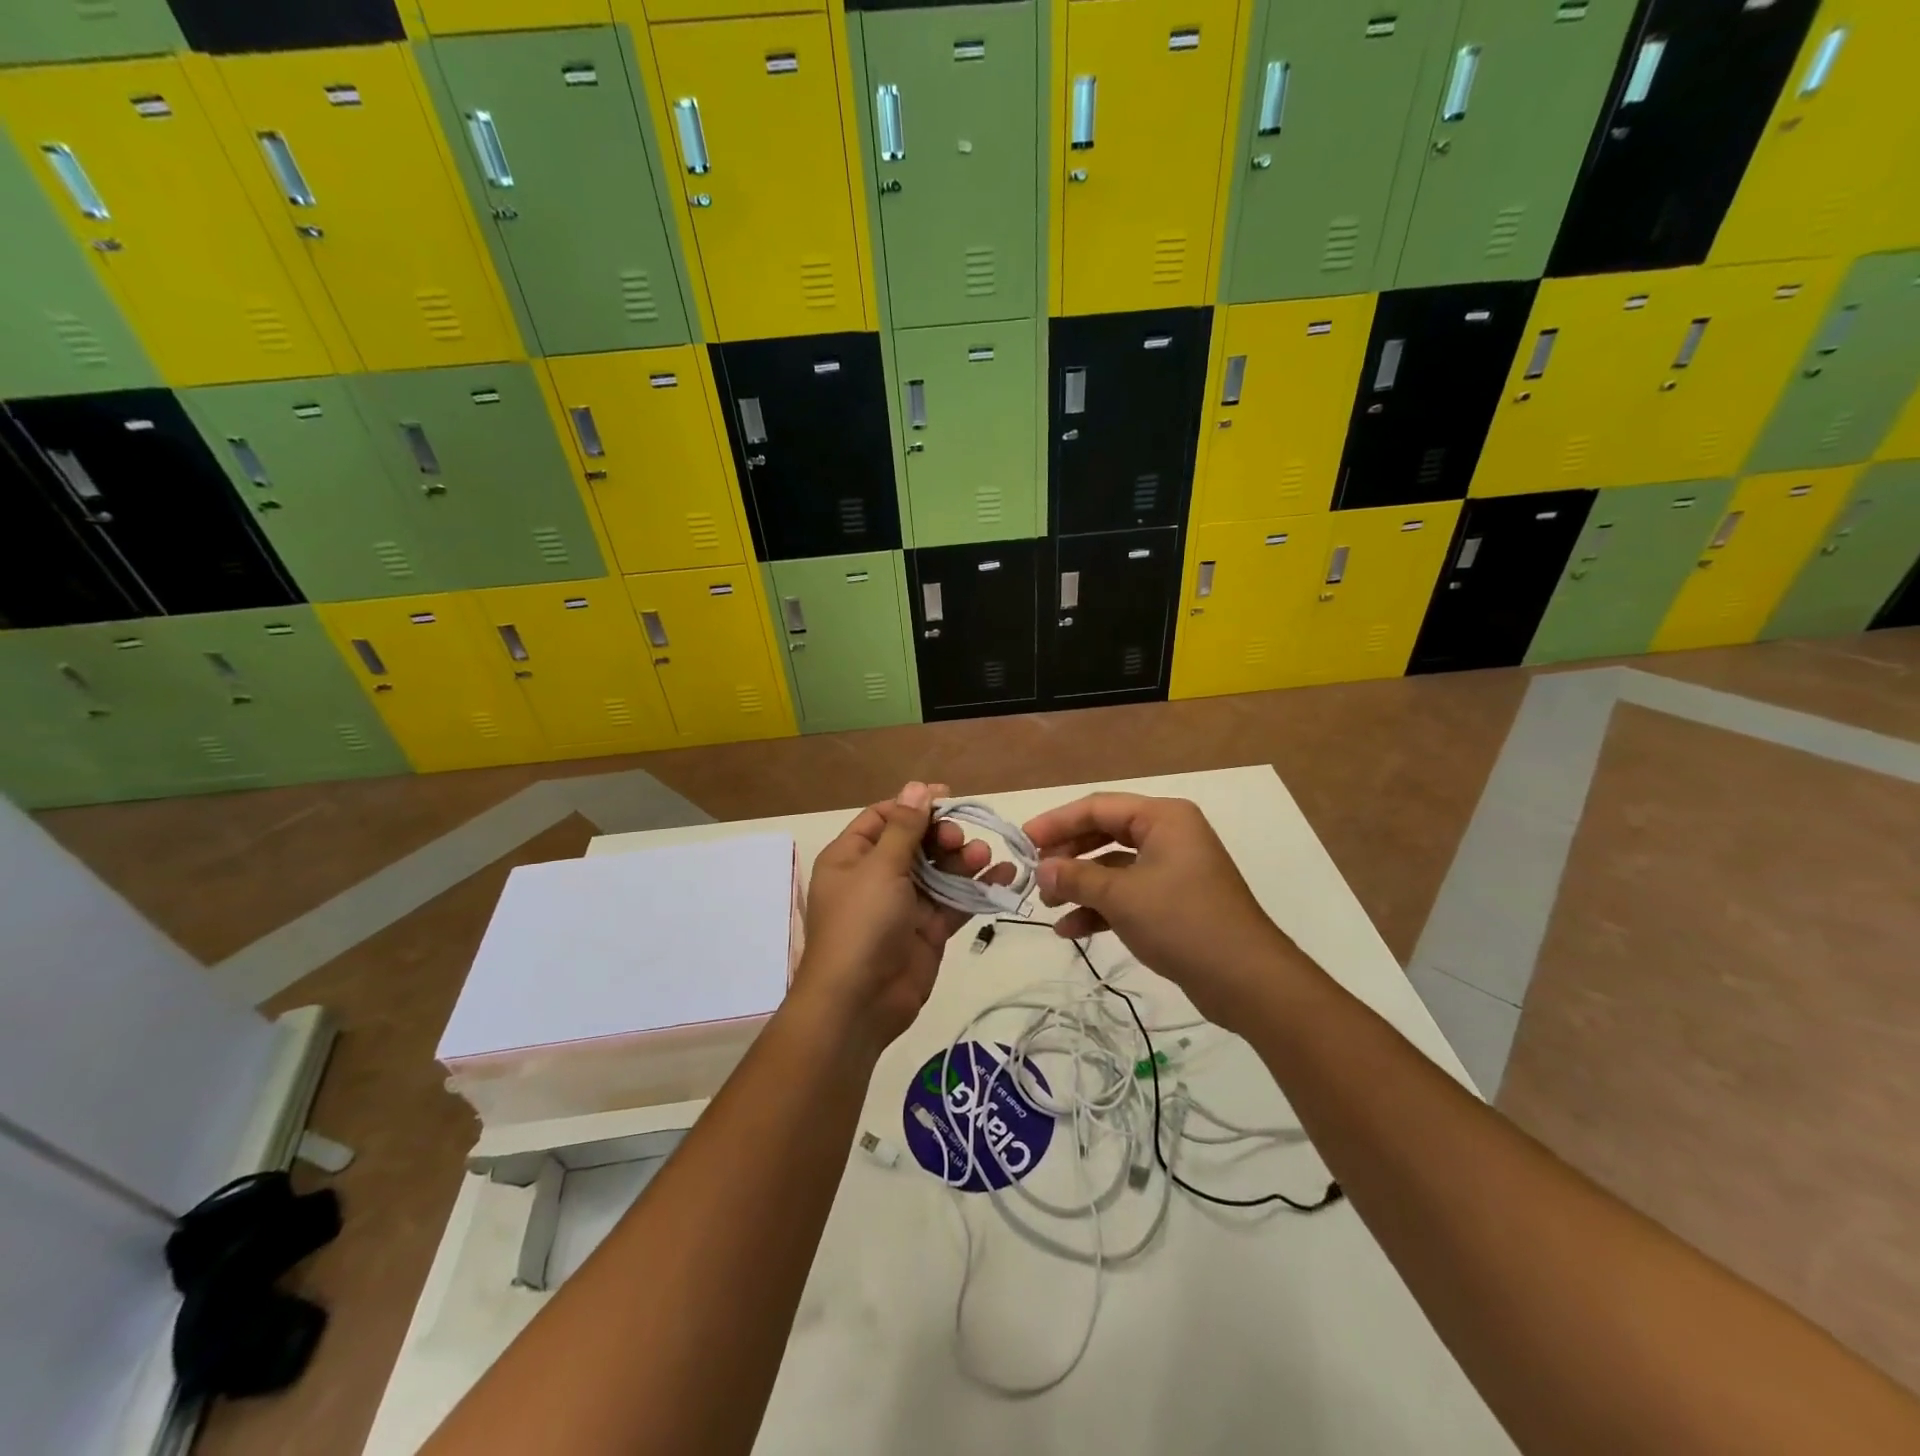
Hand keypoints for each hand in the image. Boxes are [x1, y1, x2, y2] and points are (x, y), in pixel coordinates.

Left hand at [795, 781, 1013, 1058]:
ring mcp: (904, 904)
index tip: (947, 797)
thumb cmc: (861, 924)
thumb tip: (916, 787)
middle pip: (916, 842)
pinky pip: (955, 900)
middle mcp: (876, 876)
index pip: (884, 817)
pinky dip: (977, 887)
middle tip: (958, 839)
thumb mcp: (880, 868)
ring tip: (983, 855)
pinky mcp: (928, 929)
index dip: (914, 805)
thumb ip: (904, 827)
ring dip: (963, 859)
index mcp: (852, 857)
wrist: (859, 1003)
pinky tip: (1004, 874)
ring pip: (939, 870)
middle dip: (942, 835)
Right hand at [1022, 793, 1314, 1026]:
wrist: (1246, 980)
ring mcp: (1172, 870)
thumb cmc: (1182, 922)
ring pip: (1113, 866)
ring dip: (1079, 884)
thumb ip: (1076, 877)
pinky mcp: (1172, 902)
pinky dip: (1099, 908)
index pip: (1098, 807)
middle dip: (1067, 854)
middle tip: (1034, 873)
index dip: (1057, 822)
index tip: (1023, 841)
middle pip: (1104, 833)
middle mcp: (1169, 835)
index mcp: (1163, 818)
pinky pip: (1126, 894)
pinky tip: (1070, 930)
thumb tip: (1041, 867)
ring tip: (1046, 904)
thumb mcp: (1122, 896)